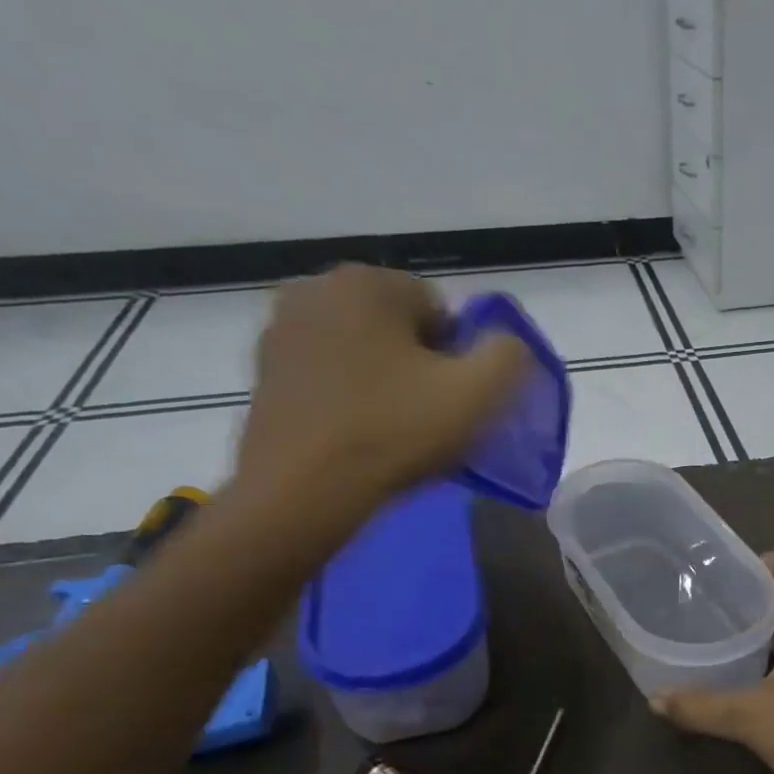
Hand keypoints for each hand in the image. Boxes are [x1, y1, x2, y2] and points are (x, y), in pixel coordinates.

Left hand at [234, 265, 532, 502]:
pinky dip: (351, 398)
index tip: (453, 402)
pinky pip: (331, 375)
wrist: (301, 492)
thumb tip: (506, 345)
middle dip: (422, 367)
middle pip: (401, 329)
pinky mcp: (264, 371)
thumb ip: (509, 354)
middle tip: (429, 419)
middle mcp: (315, 289)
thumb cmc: (393, 433)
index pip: (442, 311)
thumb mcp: (478, 393)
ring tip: (395, 432)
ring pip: (365, 352)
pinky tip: (359, 437)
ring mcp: (281, 330)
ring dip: (387, 383)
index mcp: (366, 281)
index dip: (460, 359)